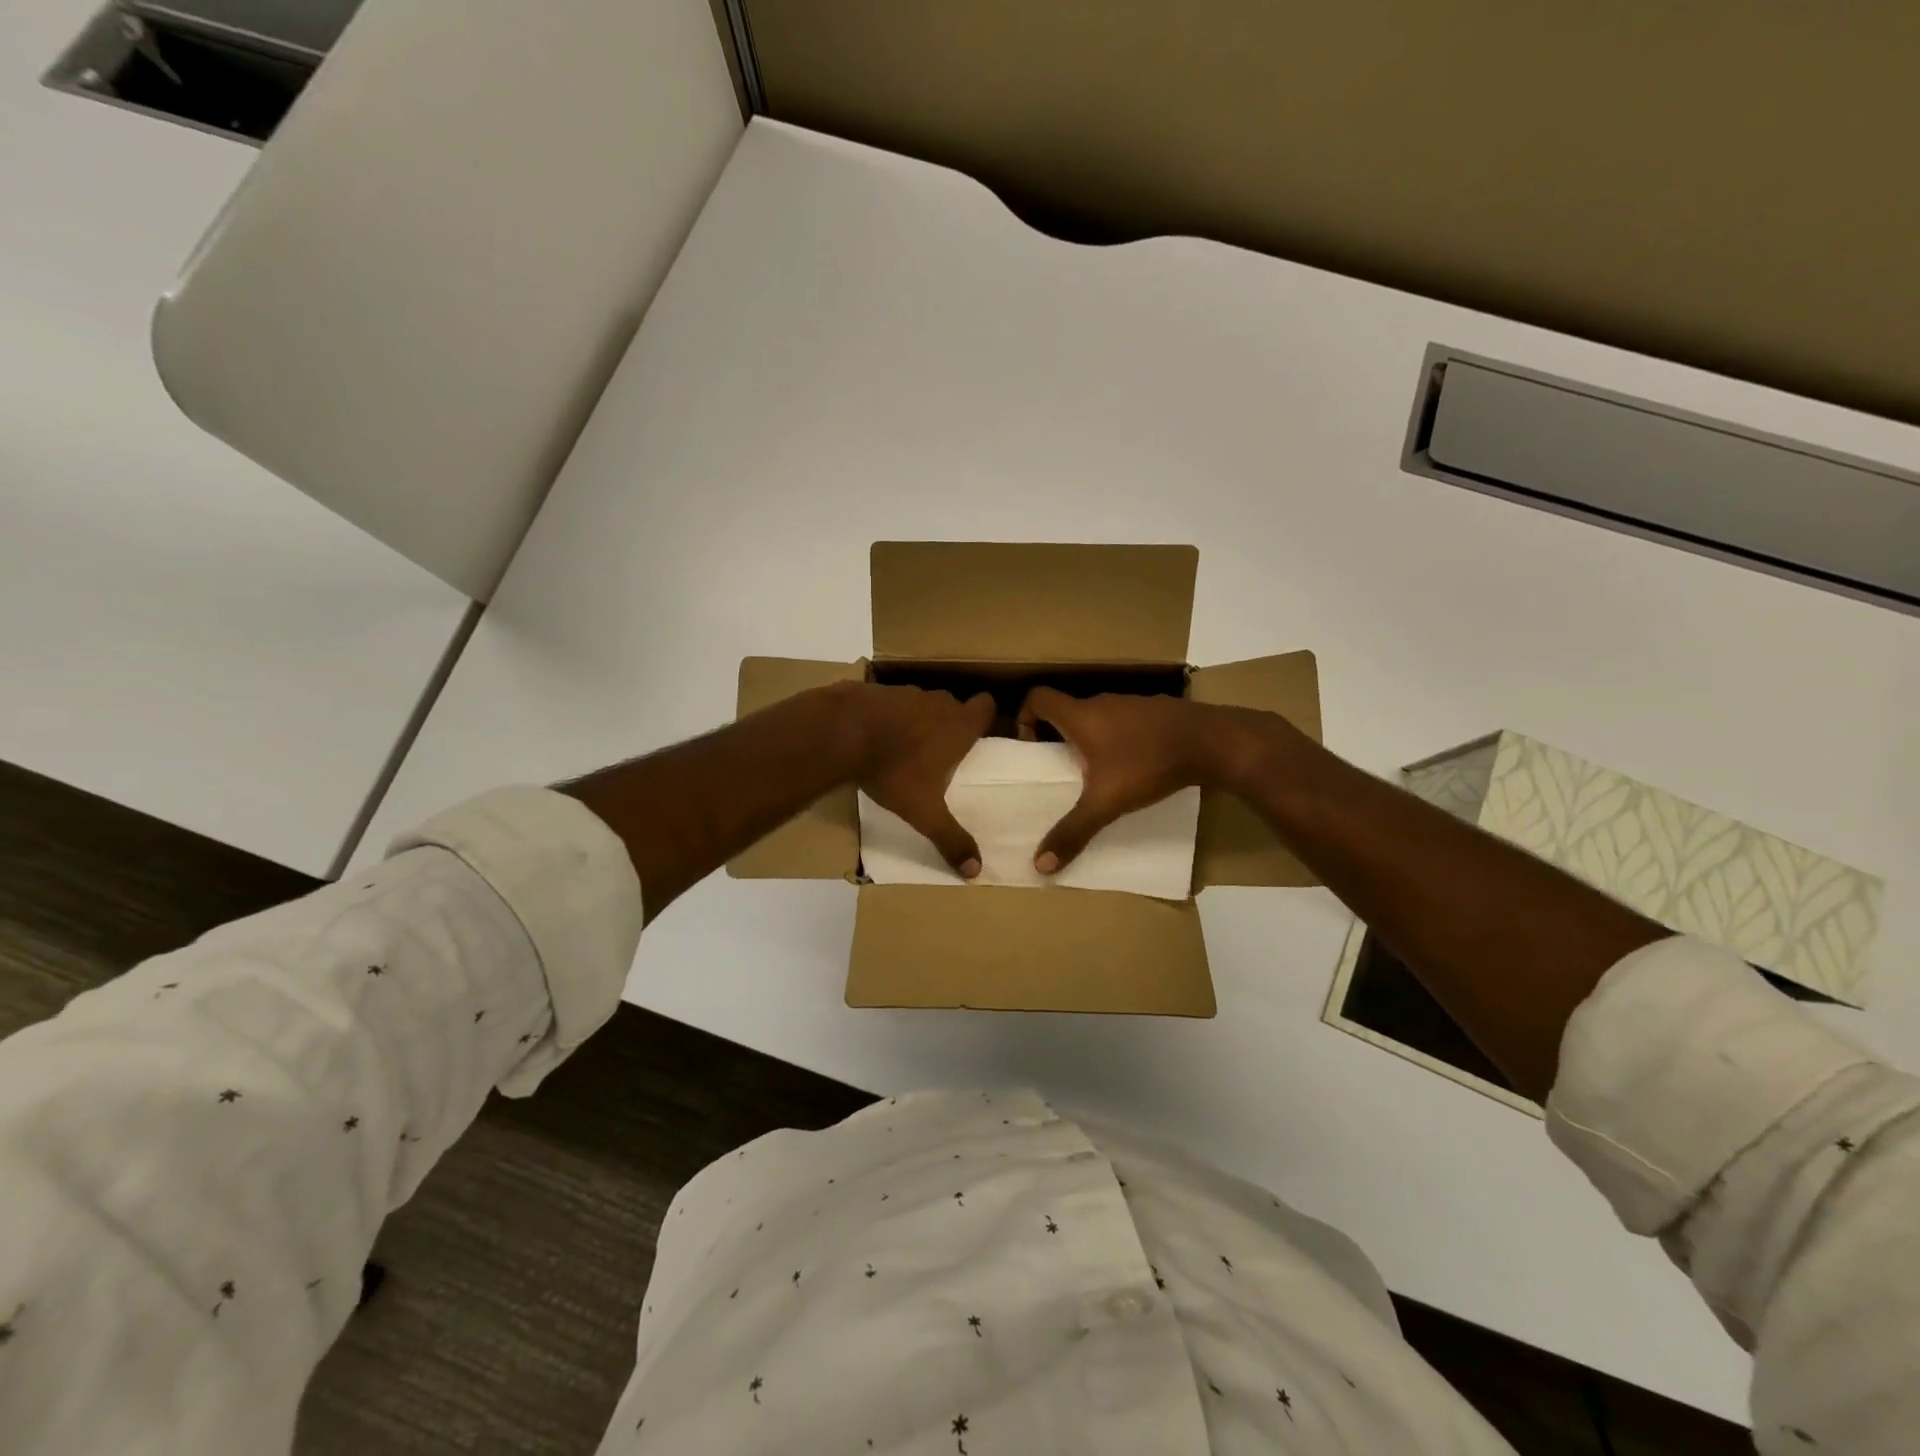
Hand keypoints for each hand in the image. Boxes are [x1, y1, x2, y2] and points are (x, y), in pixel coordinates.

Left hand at [850, 683, 996, 877]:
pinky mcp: (876, 691)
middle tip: (940, 752)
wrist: (842, 732)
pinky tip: (874, 738)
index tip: (976, 736)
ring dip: (918, 720)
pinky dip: (888, 717)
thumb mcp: (924, 812)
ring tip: (905, 748)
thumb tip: (976, 871)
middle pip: (953, 706)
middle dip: (949, 724)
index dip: (984, 718)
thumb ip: (950, 839)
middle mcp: (937, 703)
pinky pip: (891, 703)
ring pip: (922, 704)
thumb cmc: (894, 770)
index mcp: (958, 726)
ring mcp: (905, 692)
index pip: (986, 706)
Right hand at [1015, 689, 1270, 872]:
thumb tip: (1040, 865)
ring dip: (1089, 737)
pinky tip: (1134, 764)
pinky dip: (1118, 737)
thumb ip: (1073, 831)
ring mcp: (1131, 703)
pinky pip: (1124, 720)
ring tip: (1097, 771)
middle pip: (1066, 709)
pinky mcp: (1156, 711)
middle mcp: (1102, 702)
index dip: (1025, 716)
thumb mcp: (1107, 803)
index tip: (1031, 746)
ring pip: (1097, 715)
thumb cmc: (1148, 765)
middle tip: (1060, 767)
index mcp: (1080, 716)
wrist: (1212, 741)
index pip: (1038, 697)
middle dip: (1057, 735)